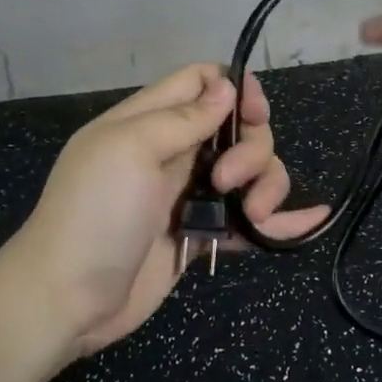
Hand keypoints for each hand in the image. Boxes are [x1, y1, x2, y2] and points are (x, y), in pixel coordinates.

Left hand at [11, 64, 327, 356]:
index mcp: (151, 121)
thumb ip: (182, 118)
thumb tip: (228, 86)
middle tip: (229, 180)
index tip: (254, 112)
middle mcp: (176, 152)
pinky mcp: (204, 234)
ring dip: (267, 185)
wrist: (67, 300)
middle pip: (238, 128)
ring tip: (255, 216)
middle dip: (252, 148)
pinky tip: (313, 220)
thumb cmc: (94, 214)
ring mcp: (192, 195)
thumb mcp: (130, 150)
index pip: (202, 82)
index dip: (235, 88)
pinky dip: (283, 219)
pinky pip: (249, 219)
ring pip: (251, 171)